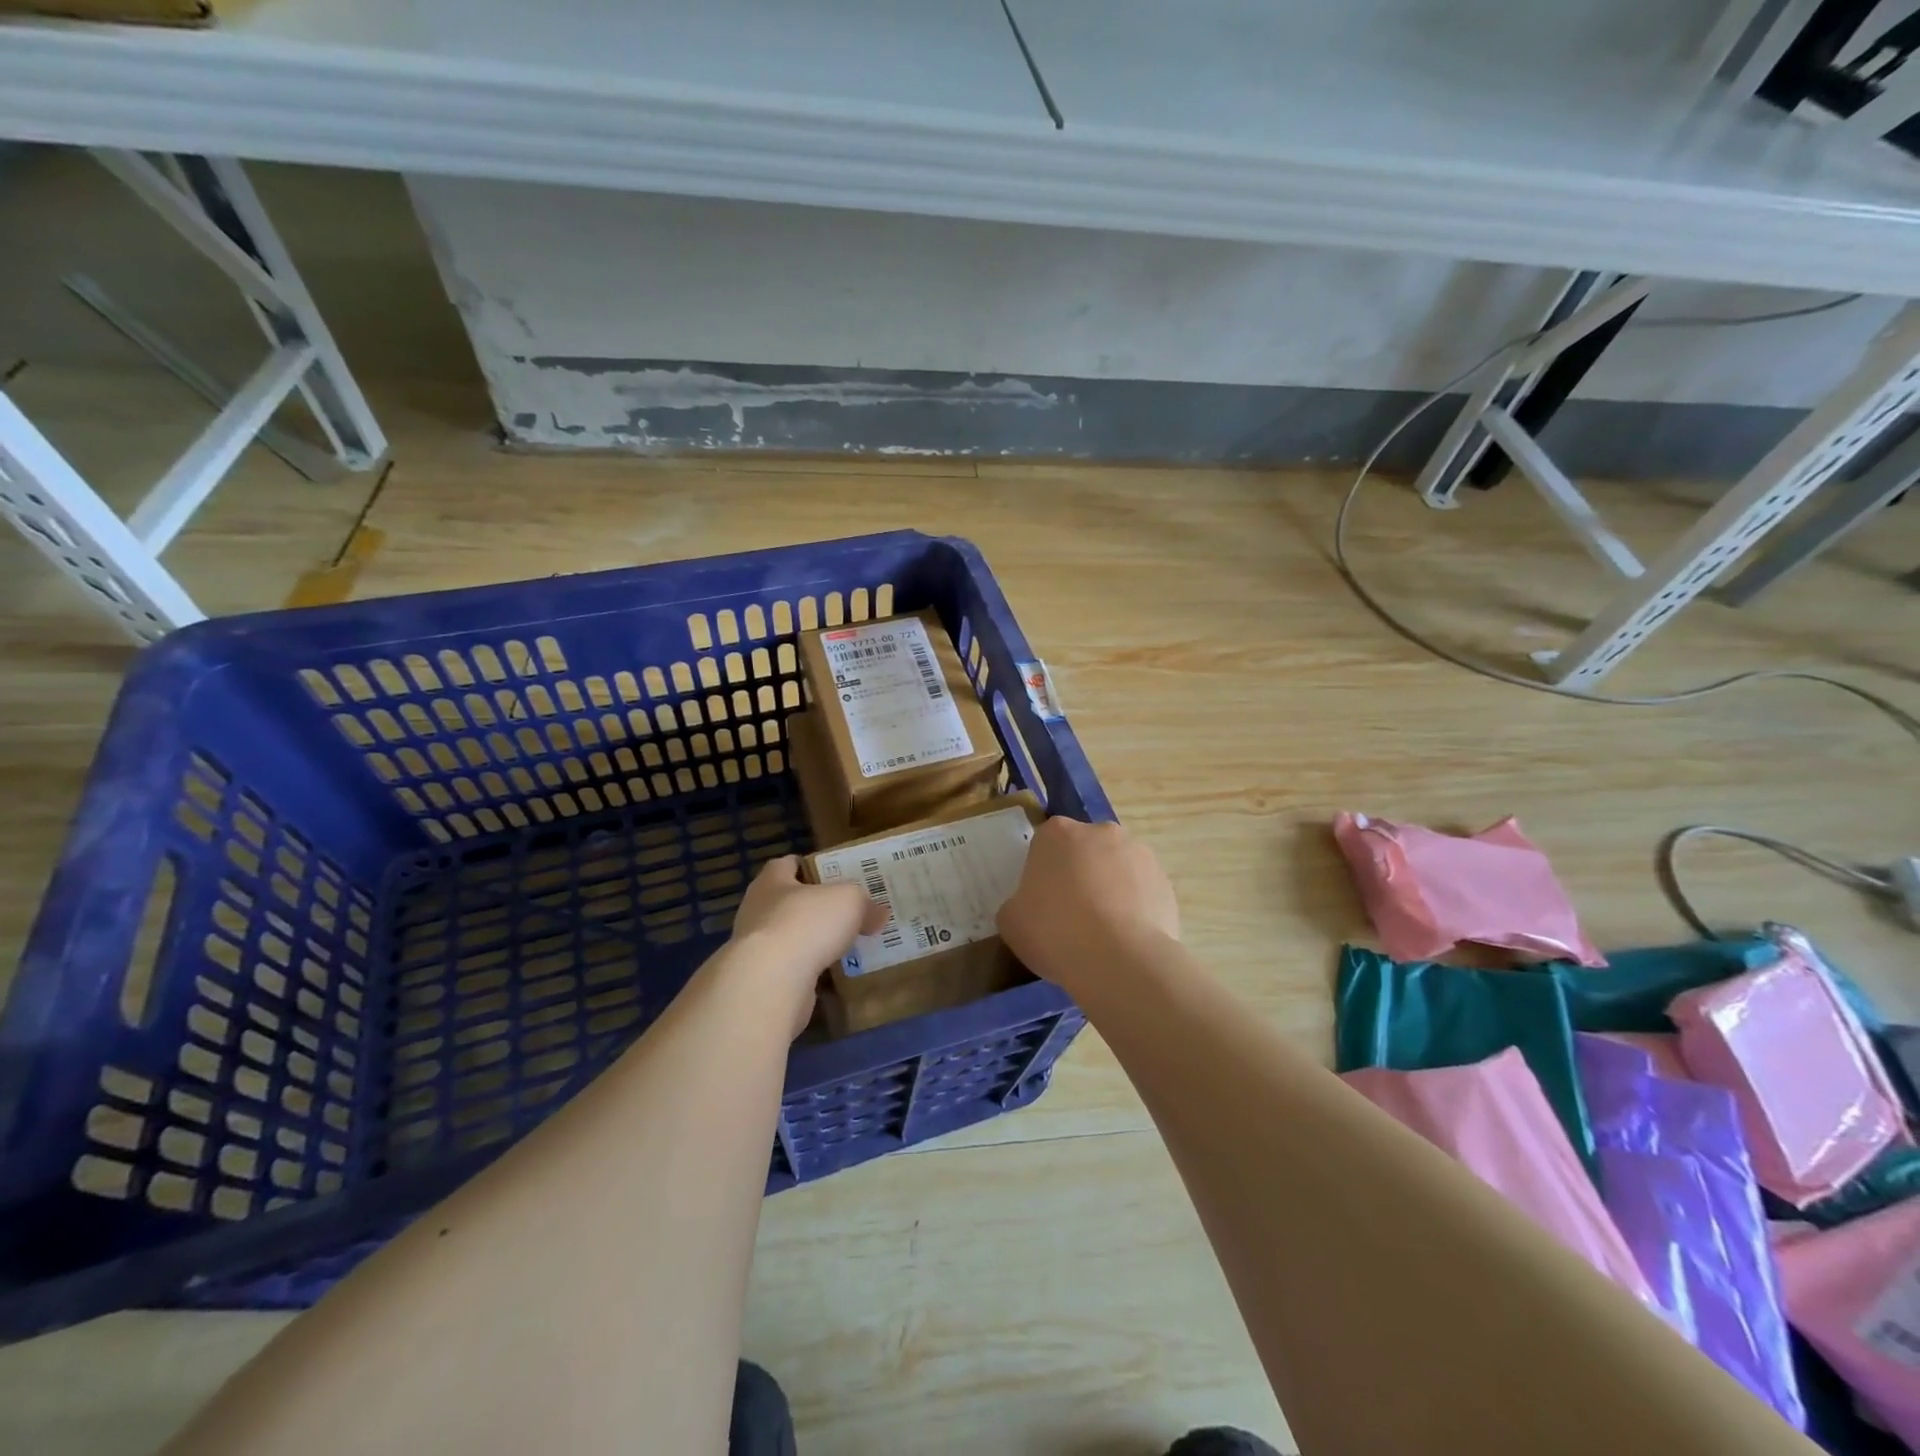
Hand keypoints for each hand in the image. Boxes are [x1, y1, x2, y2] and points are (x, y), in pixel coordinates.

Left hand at [729, 856, 889, 1030]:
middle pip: (787, 902)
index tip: (831, 874)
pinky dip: (809, 971)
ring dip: (812, 941)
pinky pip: (791, 969)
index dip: (808, 866)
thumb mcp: (849, 900)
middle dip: (814, 907)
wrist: (771, 982)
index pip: (786, 865)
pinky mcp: (761, 980)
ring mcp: (756, 948)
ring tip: (843, 945)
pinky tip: (833, 975)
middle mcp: (757, 910)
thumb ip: (865, 903)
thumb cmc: (806, 923)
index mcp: (771, 881)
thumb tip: (878, 914)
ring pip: (790, 938)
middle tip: (845, 911)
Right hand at [998, 818, 1178, 991]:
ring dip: (1109, 890)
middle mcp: (1100, 831)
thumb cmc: (1055, 932)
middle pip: (1084, 851)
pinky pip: (1142, 892)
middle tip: (1071, 917)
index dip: (1043, 875)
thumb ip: (1018, 904)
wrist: (1119, 960)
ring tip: (1103, 934)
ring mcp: (1138, 853)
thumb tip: (1031, 908)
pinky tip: (1126, 940)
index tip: (1043, 903)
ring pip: (1116, 869)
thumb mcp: (1011, 921)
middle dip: (1079, 876)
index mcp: (1057, 833)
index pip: (1045, 845)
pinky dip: (1134, 909)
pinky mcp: (1164, 881)